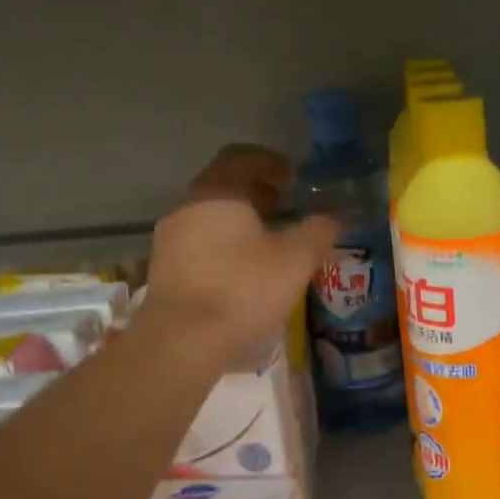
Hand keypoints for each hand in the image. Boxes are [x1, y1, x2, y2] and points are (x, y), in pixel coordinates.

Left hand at [142, 145, 338, 363]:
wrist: (183, 340)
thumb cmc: (243, 289)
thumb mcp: (295, 260)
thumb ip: (318, 231)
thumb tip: (335, 215)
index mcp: (218, 193)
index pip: (241, 158)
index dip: (269, 161)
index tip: (292, 176)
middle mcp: (188, 208)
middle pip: (224, 187)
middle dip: (257, 194)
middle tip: (286, 208)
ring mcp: (170, 240)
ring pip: (211, 218)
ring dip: (240, 223)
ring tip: (269, 245)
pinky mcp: (164, 271)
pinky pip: (199, 245)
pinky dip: (224, 247)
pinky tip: (243, 272)